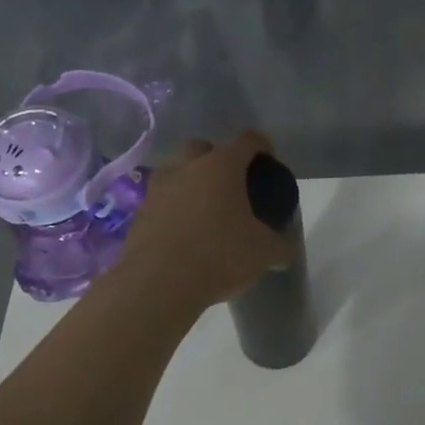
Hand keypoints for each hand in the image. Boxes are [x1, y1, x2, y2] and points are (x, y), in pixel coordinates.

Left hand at [114, 133, 292, 310]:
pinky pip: (162, 201)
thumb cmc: (219, 256)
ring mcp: (159, 188)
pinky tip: (184, 235)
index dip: (262, 147)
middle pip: (204, 147)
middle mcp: (187, 167)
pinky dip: (174, 210)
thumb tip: (284, 251)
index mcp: (222, 166)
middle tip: (232, 186)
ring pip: (177, 172)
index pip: (248, 140)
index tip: (269, 163)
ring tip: (205, 211)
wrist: (158, 284)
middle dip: (218, 159)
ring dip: (191, 183)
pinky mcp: (140, 213)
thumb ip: (279, 247)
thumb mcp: (263, 254)